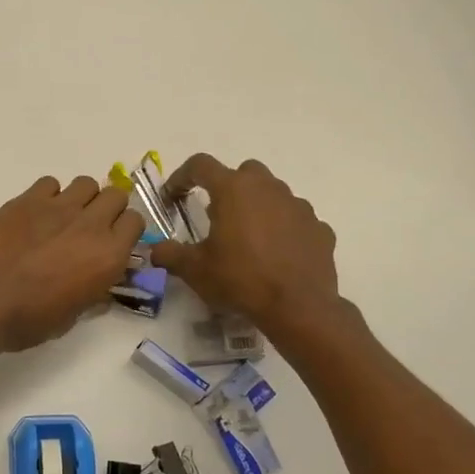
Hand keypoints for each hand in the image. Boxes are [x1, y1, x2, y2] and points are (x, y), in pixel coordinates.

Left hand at [0, 175, 145, 352]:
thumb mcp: (70, 318)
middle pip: (115, 195)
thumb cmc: (29, 319)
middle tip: (89, 228)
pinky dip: (48, 195)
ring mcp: (58, 206)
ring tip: (62, 218)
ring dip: (81, 198)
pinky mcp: (27, 199)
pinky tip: (34, 214)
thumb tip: (102, 293)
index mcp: (109, 255)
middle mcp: (91, 224)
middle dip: (107, 208)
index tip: (112, 242)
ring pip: (86, 183)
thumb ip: (92, 297)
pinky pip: (50, 183)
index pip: (135, 222)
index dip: (125, 231)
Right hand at [148, 155, 341, 339]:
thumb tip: (155, 249)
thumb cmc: (240, 279)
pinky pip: (296, 220)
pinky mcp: (319, 228)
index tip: (172, 197)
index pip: (200, 166)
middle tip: (217, 216)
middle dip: (228, 187)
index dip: (181, 177)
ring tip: (248, 239)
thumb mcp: (195, 269)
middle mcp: (268, 188)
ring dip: (258, 207)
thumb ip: (170, 254)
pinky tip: (277, 255)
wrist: (298, 307)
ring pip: (273, 193)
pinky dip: (284, 229)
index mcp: (234, 189)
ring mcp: (298, 206)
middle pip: (243, 172)